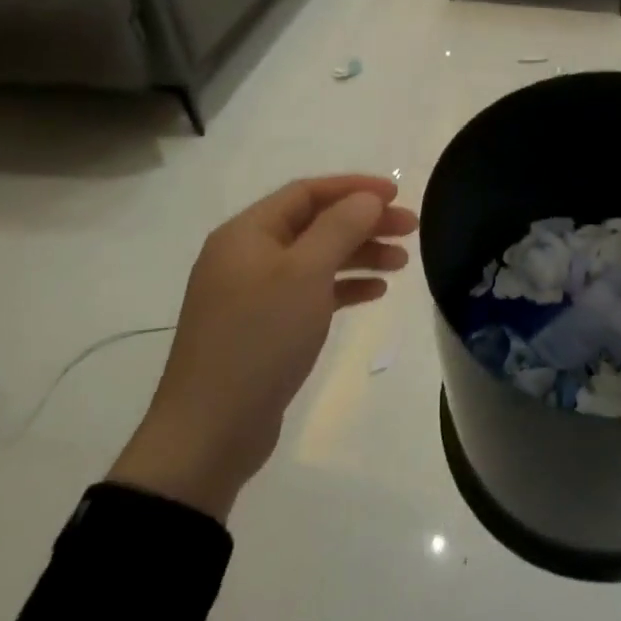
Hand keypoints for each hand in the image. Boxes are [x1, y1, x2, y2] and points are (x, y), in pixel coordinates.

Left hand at [108, 175, 417, 521]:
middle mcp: (247, 255)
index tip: (397, 195)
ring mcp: (253, 293)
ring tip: (402, 263)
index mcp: (247, 232)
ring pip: (316, 258)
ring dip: (359, 254)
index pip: (307, 192)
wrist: (210, 432)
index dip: (354, 188)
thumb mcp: (305, 274)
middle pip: (315, 224)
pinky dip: (343, 287)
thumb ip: (340, 227)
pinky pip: (310, 292)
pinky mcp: (263, 327)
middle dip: (363, 222)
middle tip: (410, 230)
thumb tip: (367, 198)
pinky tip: (375, 292)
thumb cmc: (259, 339)